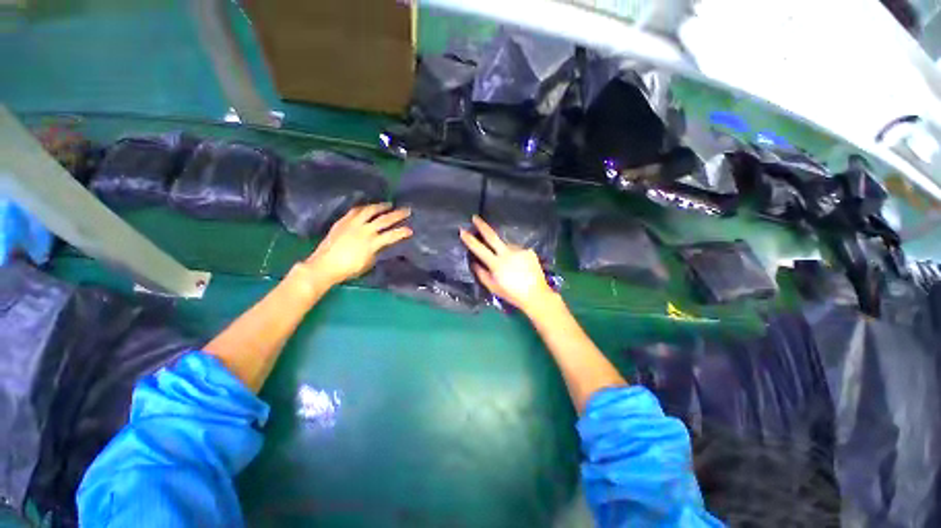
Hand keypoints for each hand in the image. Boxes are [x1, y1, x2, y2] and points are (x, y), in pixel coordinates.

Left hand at [303, 204, 411, 285]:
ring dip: (381, 206)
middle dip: (397, 215)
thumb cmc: (348, 269)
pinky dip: (364, 208)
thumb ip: (377, 251)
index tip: (410, 230)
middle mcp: (365, 230)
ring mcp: (353, 224)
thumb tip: (381, 244)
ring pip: (370, 211)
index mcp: (372, 243)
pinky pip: (355, 211)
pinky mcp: (343, 221)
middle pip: (384, 220)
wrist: (325, 265)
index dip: (402, 232)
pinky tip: (368, 207)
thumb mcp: (368, 262)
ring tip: (388, 204)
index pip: (392, 235)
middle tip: (407, 210)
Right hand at [460, 216, 556, 315]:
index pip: (479, 249)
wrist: (536, 295)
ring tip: (509, 262)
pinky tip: (519, 264)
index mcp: (496, 264)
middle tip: (475, 217)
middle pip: (492, 236)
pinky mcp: (529, 251)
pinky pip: (517, 249)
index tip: (462, 230)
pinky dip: (515, 254)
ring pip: (506, 245)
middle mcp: (507, 253)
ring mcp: (519, 250)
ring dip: (503, 249)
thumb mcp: (493, 287)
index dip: (469, 239)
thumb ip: (481, 274)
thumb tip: (474, 262)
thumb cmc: (511, 294)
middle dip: (482, 225)